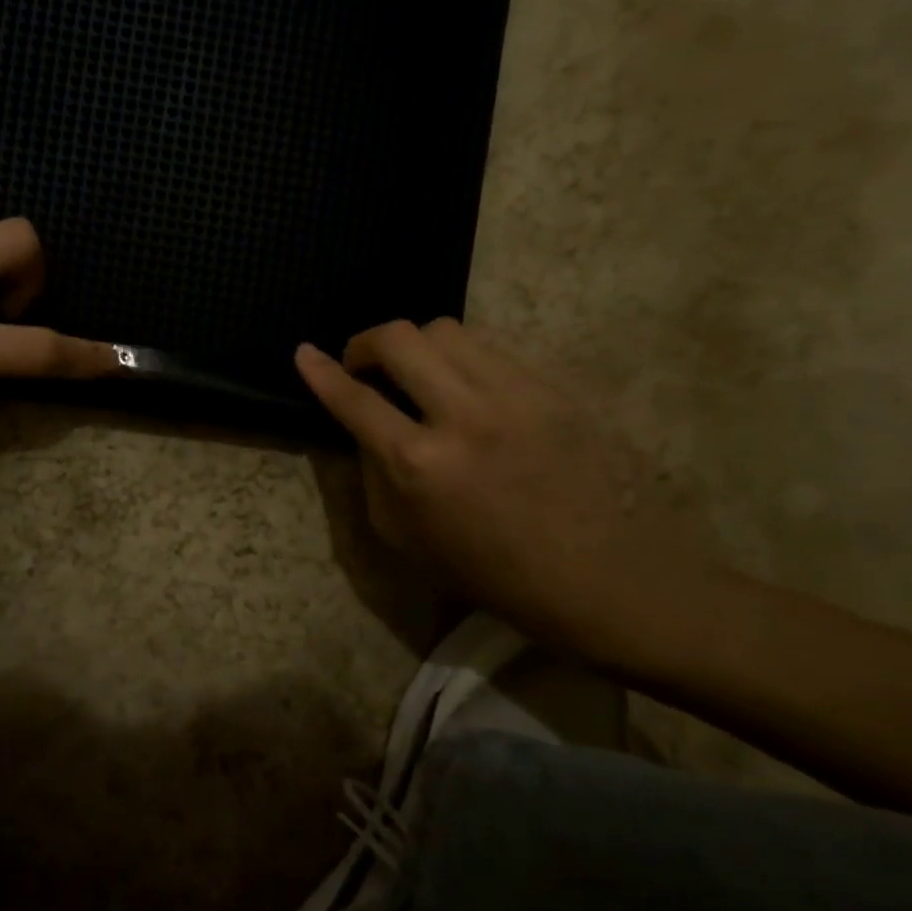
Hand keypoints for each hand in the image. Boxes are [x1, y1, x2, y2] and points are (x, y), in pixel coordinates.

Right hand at [297, 319, 685, 639]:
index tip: (303, 353)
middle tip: (364, 366)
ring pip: (447, 330)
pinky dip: (462, 360)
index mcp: (419, 465)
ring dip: (416, 346)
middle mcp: (463, 415)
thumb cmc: (495, 574)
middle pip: (400, 338)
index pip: (354, 399)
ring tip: (418, 376)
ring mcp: (516, 395)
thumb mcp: (408, 539)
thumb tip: (367, 431)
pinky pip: (492, 349)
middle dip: (367, 343)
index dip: (321, 372)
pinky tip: (467, 389)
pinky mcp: (554, 389)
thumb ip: (375, 477)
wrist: (607, 580)